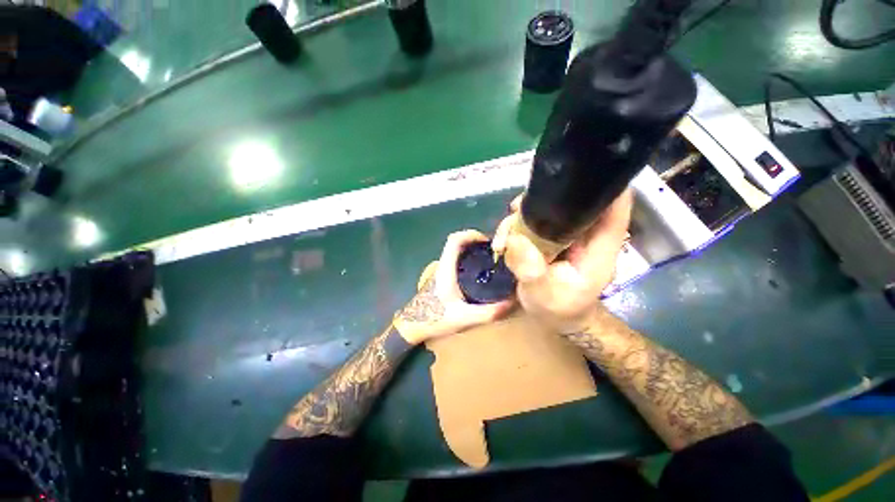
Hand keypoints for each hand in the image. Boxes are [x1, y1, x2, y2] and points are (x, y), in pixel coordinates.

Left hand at [393, 230, 513, 344]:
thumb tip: (512, 303)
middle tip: (492, 251)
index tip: (487, 242)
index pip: (454, 240)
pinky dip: (466, 257)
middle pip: (456, 242)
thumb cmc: (434, 319)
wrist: (413, 326)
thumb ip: (488, 313)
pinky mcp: (441, 276)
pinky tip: (477, 271)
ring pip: (454, 250)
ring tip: (488, 258)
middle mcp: (442, 265)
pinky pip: (454, 259)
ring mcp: (440, 270)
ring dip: (470, 248)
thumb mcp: (464, 318)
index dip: (471, 235)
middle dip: (474, 240)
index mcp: (446, 269)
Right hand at [492, 190, 632, 333]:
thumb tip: (515, 240)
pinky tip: (504, 237)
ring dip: (523, 216)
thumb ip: (531, 270)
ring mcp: (566, 237)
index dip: (606, 186)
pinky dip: (518, 225)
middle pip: (574, 204)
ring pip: (549, 212)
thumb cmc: (558, 309)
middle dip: (544, 201)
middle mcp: (585, 237)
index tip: (583, 167)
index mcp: (598, 249)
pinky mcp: (551, 239)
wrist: (554, 318)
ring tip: (503, 235)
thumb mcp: (543, 295)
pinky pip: (536, 223)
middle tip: (515, 209)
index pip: (614, 211)